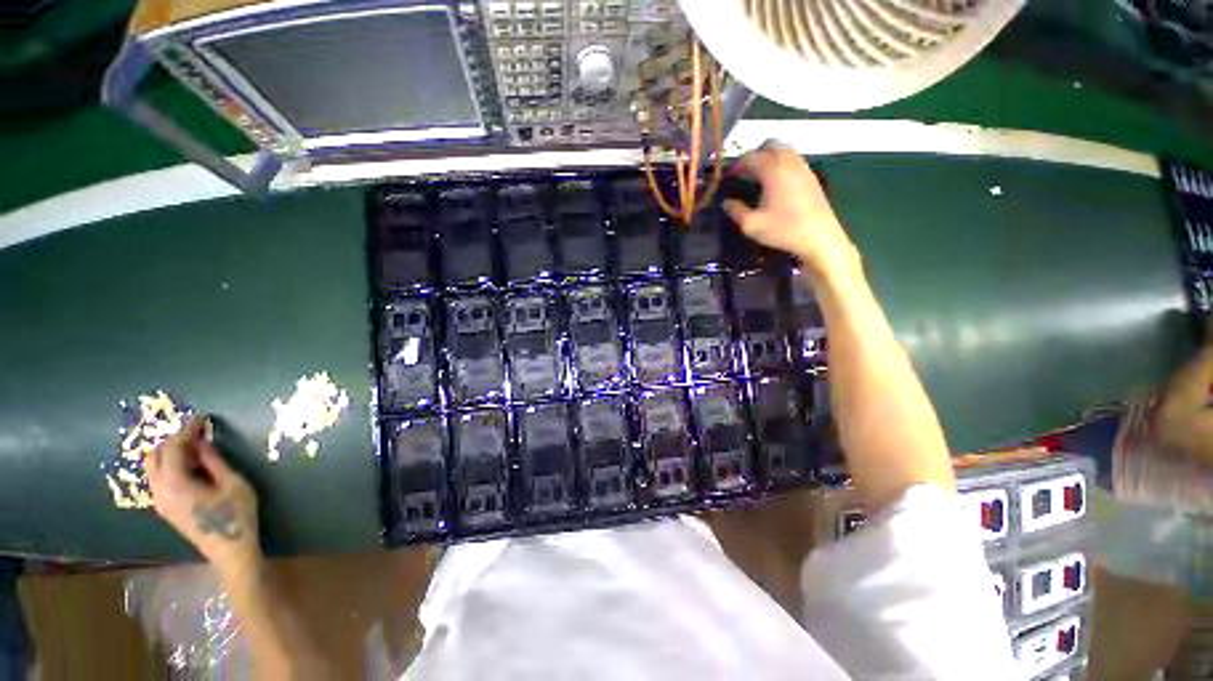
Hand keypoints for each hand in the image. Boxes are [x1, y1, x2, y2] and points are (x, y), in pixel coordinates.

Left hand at [146, 416, 260, 574]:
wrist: (230, 550)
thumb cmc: (235, 514)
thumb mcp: (232, 484)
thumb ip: (213, 461)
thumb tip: (202, 441)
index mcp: (175, 484)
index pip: (172, 448)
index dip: (187, 430)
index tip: (203, 418)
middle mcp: (160, 491)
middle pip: (154, 457)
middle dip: (172, 440)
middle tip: (196, 431)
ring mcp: (160, 501)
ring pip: (153, 468)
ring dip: (170, 452)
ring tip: (194, 445)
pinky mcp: (166, 507)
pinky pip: (159, 478)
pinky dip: (170, 465)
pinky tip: (190, 464)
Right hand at [723, 141, 858, 278]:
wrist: (818, 237)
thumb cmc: (783, 230)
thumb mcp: (751, 225)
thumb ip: (735, 210)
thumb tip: (726, 202)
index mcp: (773, 169)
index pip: (749, 158)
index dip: (735, 166)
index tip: (726, 178)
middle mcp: (789, 161)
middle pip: (769, 145)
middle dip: (753, 156)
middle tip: (742, 173)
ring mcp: (802, 167)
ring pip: (783, 150)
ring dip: (767, 158)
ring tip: (756, 176)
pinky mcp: (810, 176)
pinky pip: (792, 160)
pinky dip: (779, 164)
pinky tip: (774, 183)